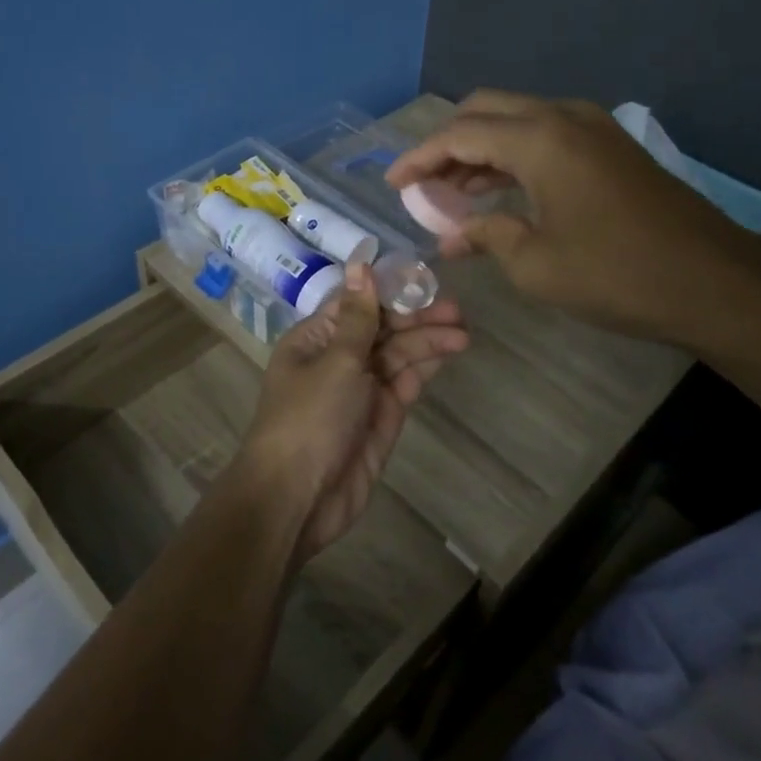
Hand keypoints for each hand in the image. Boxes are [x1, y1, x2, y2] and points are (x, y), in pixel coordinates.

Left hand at [235, 263, 467, 562]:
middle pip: (382, 330)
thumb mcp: (336, 360)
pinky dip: (424, 368)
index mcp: (315, 339)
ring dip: (427, 342)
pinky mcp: (380, 418)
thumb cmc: (310, 418)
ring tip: (463, 334)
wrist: (297, 497)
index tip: (426, 280)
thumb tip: (360, 263)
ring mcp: (360, 390)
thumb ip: (359, 316)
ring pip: (397, 356)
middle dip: (417, 319)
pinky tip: (448, 353)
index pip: (357, 305)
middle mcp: (337, 359)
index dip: (390, 292)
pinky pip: (404, 384)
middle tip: (457, 312)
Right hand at [384, 90, 760, 349]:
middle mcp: (563, 117)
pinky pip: (544, 135)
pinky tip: (497, 191)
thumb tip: (449, 236)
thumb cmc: (617, 274)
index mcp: (540, 139)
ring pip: (516, 120)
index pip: (459, 134)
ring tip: (450, 193)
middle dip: (447, 143)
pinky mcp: (609, 146)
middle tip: (423, 185)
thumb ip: (485, 237)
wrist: (714, 281)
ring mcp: (592, 127)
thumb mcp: (536, 264)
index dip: (419, 158)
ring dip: (479, 150)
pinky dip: (512, 156)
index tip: (392, 183)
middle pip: (485, 110)